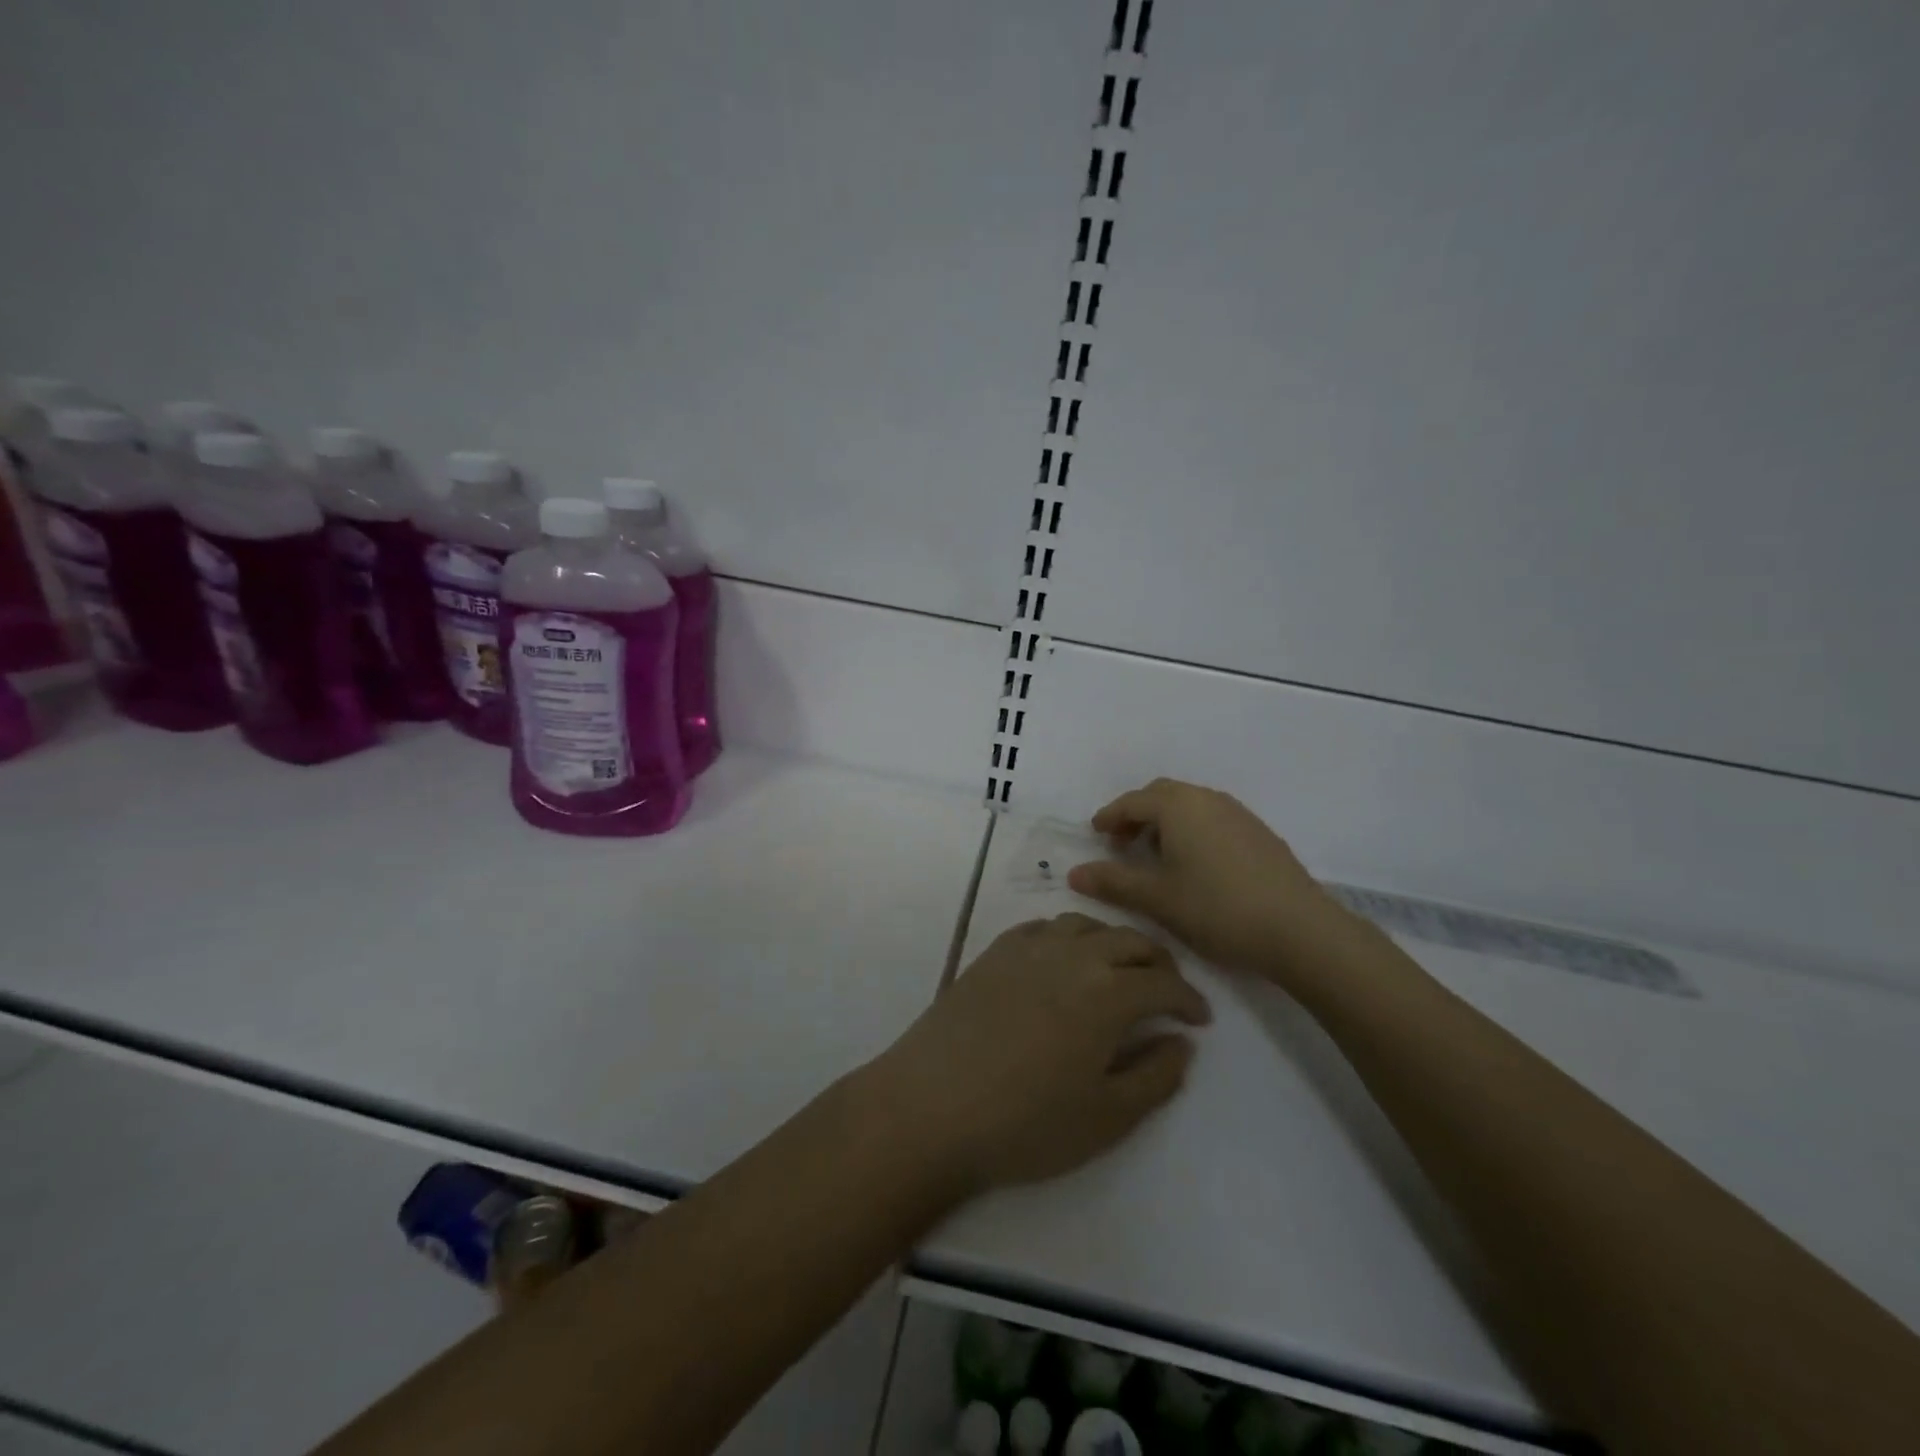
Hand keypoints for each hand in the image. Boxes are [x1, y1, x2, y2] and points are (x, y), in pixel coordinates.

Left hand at [869, 913, 1209, 1194]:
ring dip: (1112, 942)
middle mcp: (1072, 955)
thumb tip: (1181, 1042)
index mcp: (1108, 992)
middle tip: (1167, 991)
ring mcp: (1028, 947)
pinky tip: (1062, 959)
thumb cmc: (1027, 1123)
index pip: (1164, 982)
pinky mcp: (993, 952)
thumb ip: (1156, 1076)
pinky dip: (1067, 937)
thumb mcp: (1107, 1117)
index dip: (1189, 999)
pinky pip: (1042, 927)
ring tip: (1117, 970)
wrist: (932, 1105)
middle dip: (1158, 963)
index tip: (1199, 1019)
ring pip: (1085, 925)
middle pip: (1129, 941)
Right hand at [1067, 778, 1365, 983]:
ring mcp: (1238, 814)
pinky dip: (1192, 831)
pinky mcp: (1260, 834)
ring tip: (1155, 856)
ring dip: (1166, 822)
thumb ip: (1113, 882)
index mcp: (1179, 806)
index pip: (1133, 801)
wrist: (1300, 930)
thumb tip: (1074, 873)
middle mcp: (1207, 799)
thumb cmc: (1217, 908)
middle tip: (1122, 844)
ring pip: (1190, 806)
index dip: (1110, 816)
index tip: (1095, 833)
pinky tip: (1194, 866)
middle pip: (1162, 795)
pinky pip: (1213, 819)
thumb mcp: (1157, 898)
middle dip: (1137, 815)